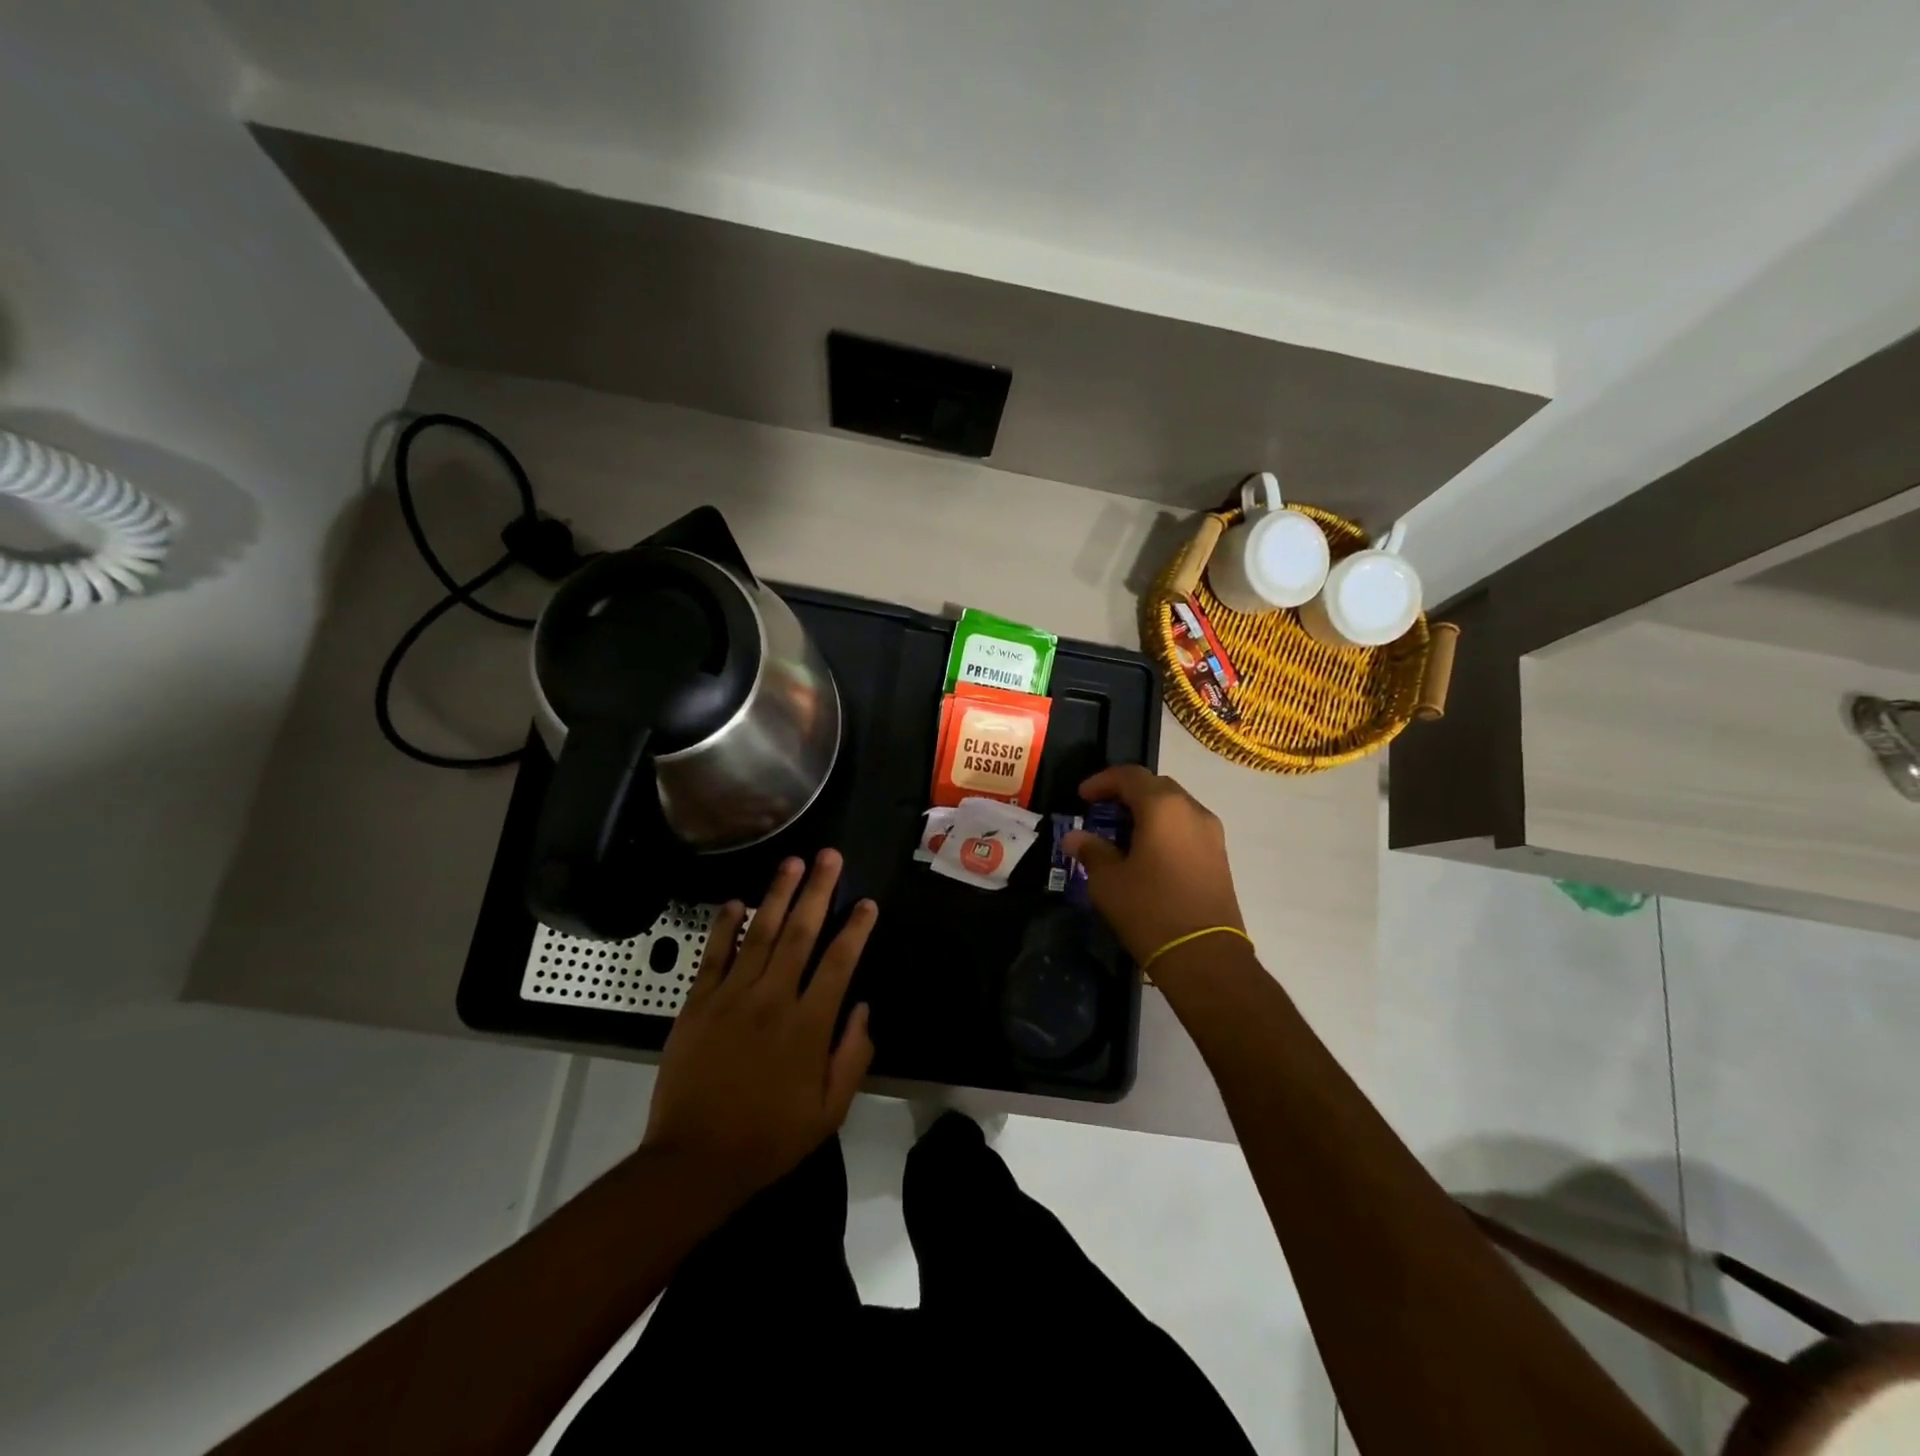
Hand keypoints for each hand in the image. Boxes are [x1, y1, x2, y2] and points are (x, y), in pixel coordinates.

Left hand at [642, 849, 876, 1209]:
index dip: (855, 929)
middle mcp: (772, 999)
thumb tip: (863, 1007)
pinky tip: (736, 901)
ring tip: (791, 862)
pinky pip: (714, 956)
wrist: (694, 1162)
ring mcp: (731, 997)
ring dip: (777, 894)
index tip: (866, 902)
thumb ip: (853, 1055)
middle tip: (829, 856)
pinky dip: (725, 926)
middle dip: (817, 891)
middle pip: (800, 933)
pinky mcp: (697, 1004)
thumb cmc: (770, 1138)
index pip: (839, 963)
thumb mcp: (830, 1110)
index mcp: (808, 1025)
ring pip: (759, 934)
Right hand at [1061, 766, 1246, 968]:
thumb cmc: (1149, 910)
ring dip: (1147, 811)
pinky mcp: (1219, 856)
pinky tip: (1146, 852)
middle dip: (1126, 793)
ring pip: (1174, 806)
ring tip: (1121, 833)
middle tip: (1101, 812)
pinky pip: (1186, 827)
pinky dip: (1164, 828)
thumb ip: (1091, 850)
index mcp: (1163, 807)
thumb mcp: (1108, 881)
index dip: (1102, 781)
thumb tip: (1074, 838)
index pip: (1130, 776)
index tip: (1082, 797)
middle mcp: (1192, 810)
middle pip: (1156, 786)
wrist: (1204, 956)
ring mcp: (1211, 833)